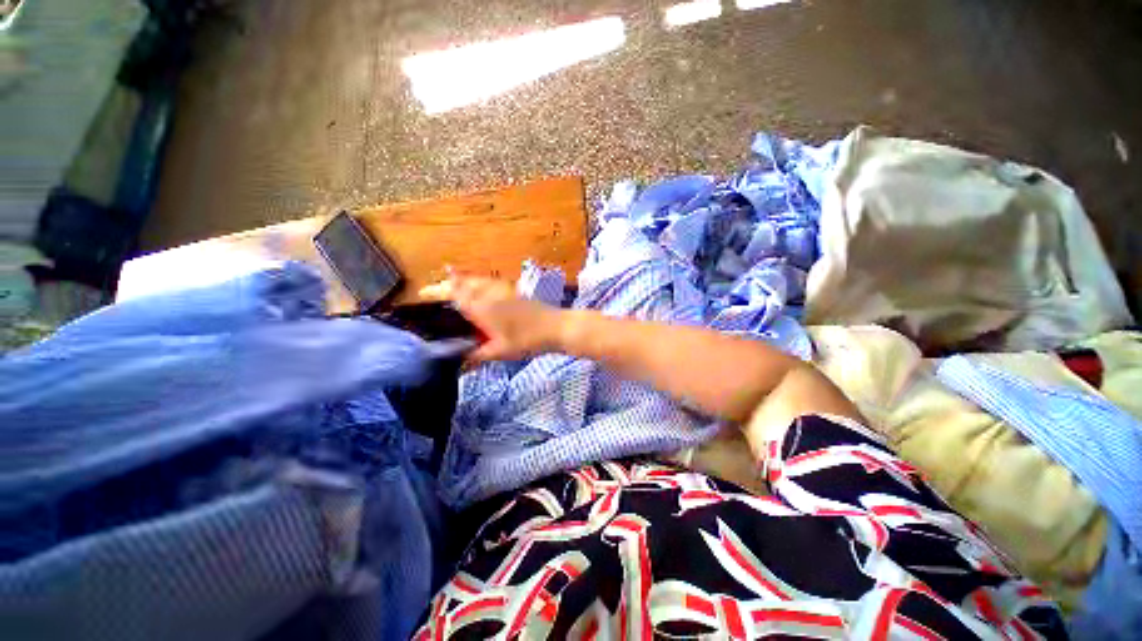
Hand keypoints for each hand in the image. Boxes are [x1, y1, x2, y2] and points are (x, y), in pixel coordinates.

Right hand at [420, 274, 563, 361]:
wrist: (556, 327)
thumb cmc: (527, 340)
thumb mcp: (499, 351)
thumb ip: (476, 356)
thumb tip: (458, 365)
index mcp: (482, 306)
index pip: (454, 293)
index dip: (436, 291)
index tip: (421, 293)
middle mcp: (489, 292)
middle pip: (463, 282)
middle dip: (446, 284)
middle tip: (433, 292)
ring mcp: (503, 289)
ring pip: (476, 279)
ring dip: (461, 281)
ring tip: (452, 290)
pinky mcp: (513, 291)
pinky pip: (488, 282)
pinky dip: (476, 283)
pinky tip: (478, 293)